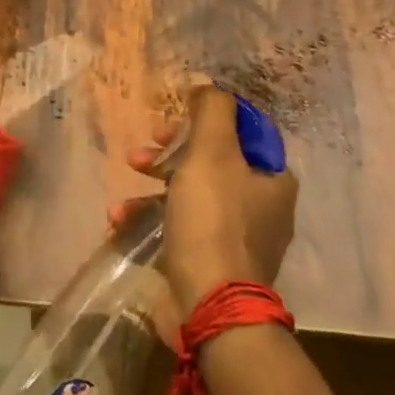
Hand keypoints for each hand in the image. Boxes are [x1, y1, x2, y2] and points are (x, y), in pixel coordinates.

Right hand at [130, 86, 298, 311]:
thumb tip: (209, 88)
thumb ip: (212, 112)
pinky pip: (180, 226)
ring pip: (192, 192)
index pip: (244, 130)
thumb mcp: (212, 153)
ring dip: (154, 184)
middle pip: (213, 160)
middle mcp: (262, 206)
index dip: (206, 118)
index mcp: (272, 178)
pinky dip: (152, 218)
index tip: (175, 119)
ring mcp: (237, 237)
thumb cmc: (213, 220)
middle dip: (172, 151)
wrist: (210, 306)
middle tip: (146, 149)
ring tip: (125, 188)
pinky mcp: (212, 261)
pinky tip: (122, 219)